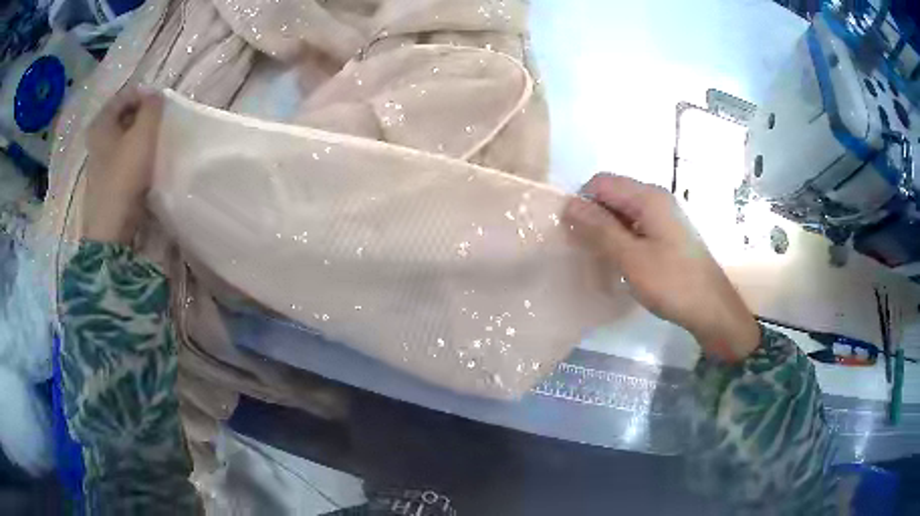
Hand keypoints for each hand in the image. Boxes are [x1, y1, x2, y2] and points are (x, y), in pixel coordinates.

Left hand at [83, 86, 162, 243]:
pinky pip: (124, 155)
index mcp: (101, 122)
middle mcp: (97, 138)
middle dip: (144, 116)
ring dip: (141, 136)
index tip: (163, 106)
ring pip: (125, 136)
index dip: (146, 95)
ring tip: (157, 142)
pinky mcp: (107, 179)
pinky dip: (136, 154)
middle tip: (161, 123)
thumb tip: (156, 95)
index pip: (127, 94)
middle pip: (125, 115)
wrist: (112, 230)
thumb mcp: (143, 135)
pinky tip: (147, 163)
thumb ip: (152, 108)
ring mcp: (100, 160)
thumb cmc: (123, 177)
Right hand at [564, 173, 759, 361]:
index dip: (583, 202)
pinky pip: (637, 227)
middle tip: (583, 249)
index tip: (573, 233)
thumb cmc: (673, 283)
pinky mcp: (669, 235)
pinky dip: (623, 240)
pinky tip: (620, 263)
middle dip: (593, 217)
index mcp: (648, 197)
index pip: (601, 183)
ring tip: (599, 259)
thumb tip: (568, 205)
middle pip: (613, 195)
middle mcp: (657, 199)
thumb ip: (599, 229)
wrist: (712, 310)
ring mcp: (665, 217)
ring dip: (607, 231)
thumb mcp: (631, 258)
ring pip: (624, 213)